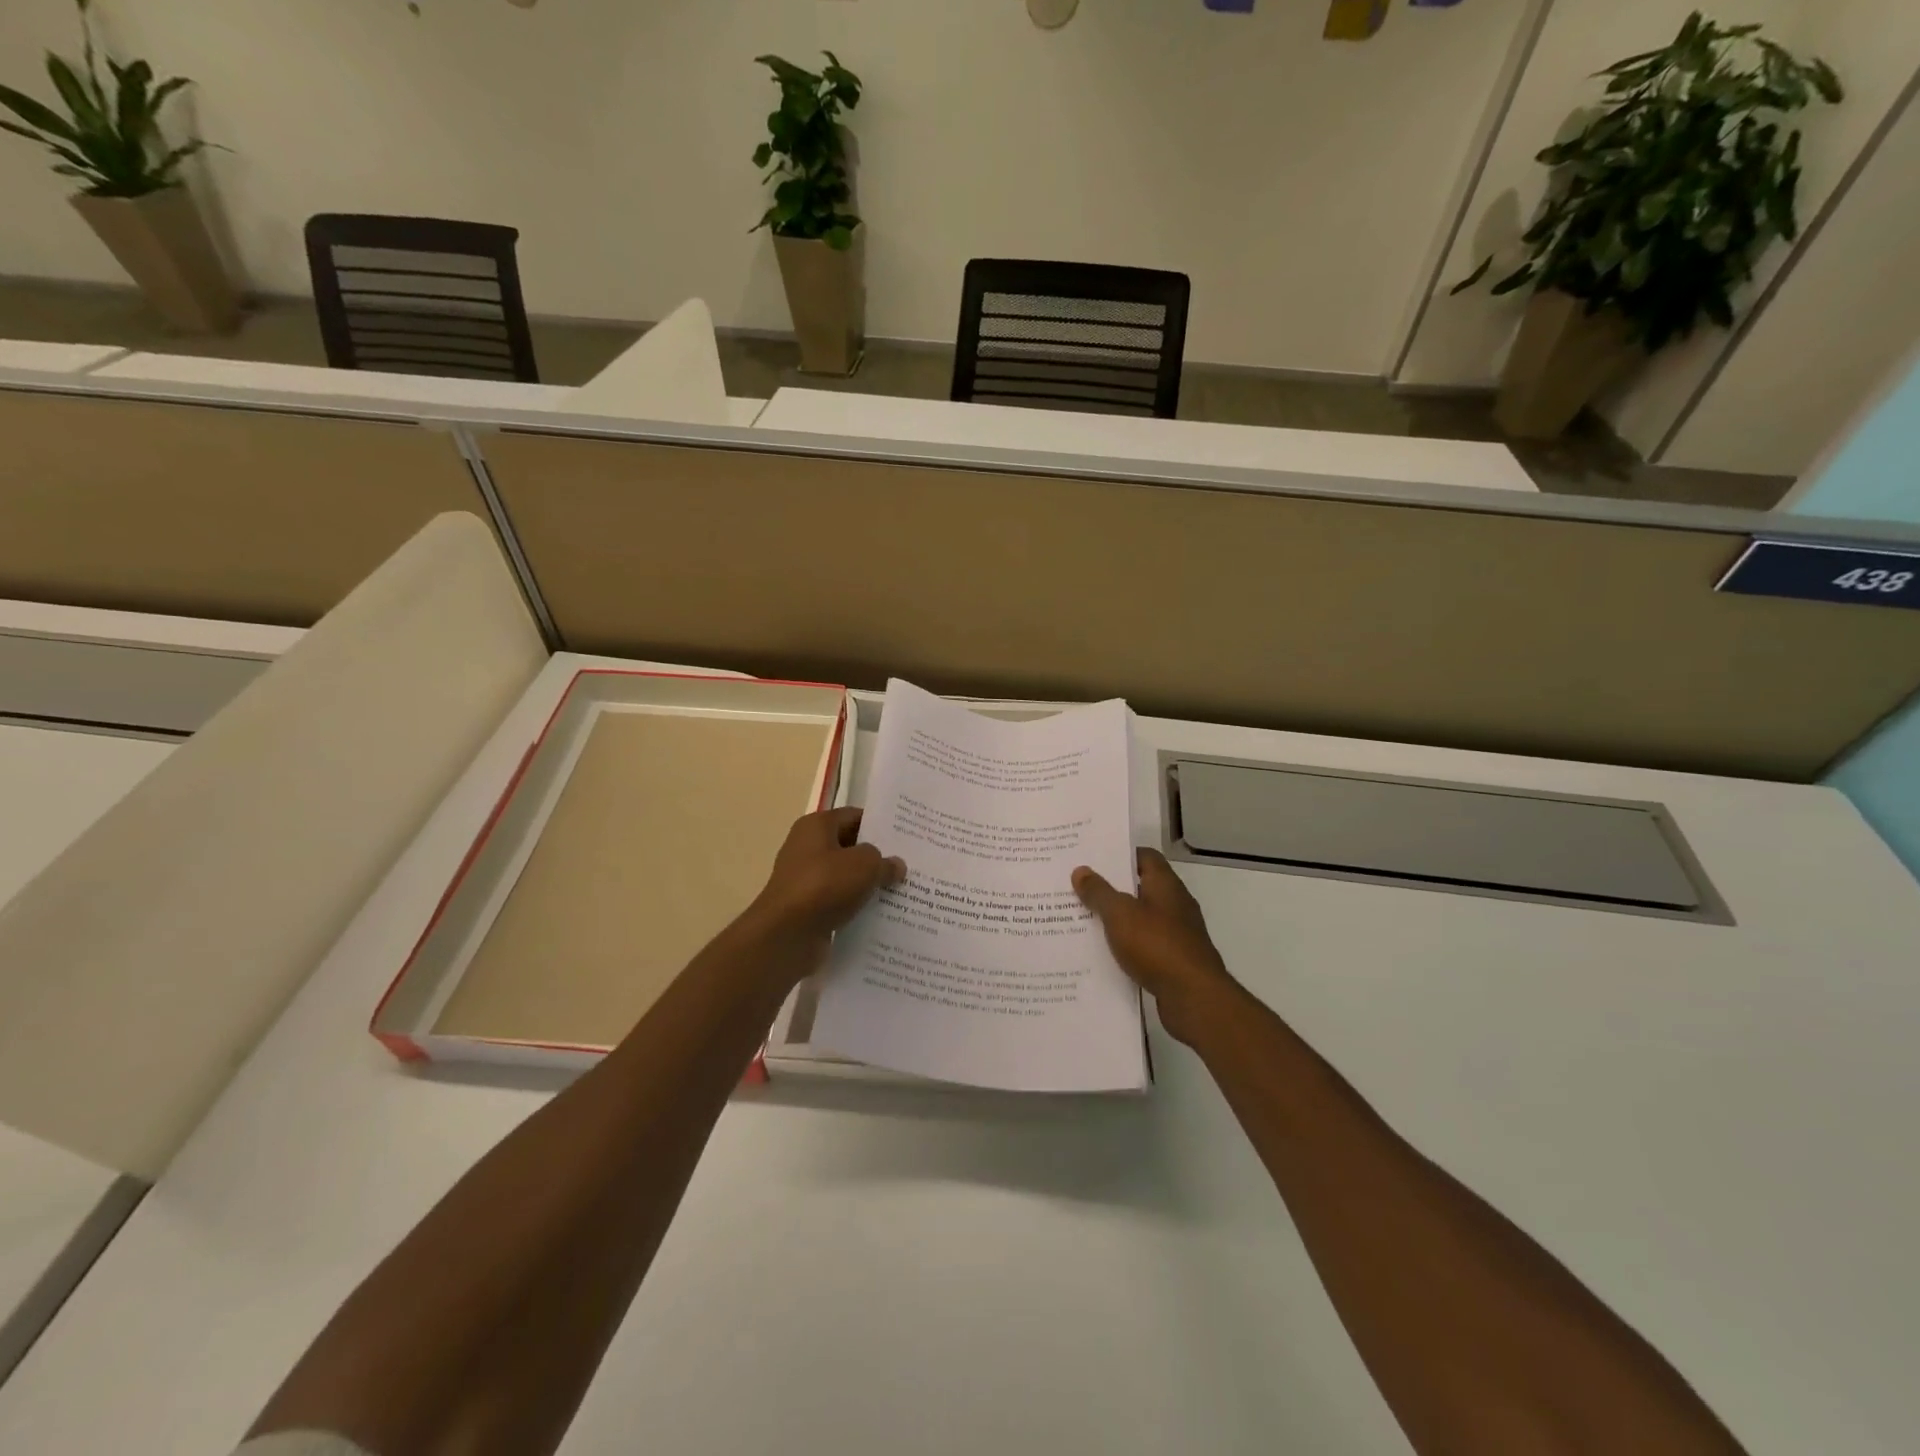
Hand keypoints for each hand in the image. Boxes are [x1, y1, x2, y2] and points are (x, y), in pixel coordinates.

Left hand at [748, 807, 904, 950]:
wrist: (787, 935)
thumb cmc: (824, 885)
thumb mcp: (864, 865)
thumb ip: (883, 861)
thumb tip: (895, 865)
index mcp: (816, 826)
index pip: (854, 817)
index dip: (880, 825)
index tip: (906, 837)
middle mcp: (807, 848)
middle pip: (850, 847)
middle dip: (877, 857)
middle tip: (909, 865)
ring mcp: (805, 879)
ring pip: (846, 877)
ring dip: (868, 885)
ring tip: (901, 891)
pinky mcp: (807, 908)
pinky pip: (839, 901)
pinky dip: (856, 906)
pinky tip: (882, 914)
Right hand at [1073, 849, 1240, 1046]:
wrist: (1194, 997)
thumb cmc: (1156, 945)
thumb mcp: (1119, 914)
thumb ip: (1099, 892)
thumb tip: (1081, 870)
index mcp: (1165, 885)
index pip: (1145, 856)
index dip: (1120, 854)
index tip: (1093, 858)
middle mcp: (1175, 904)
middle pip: (1141, 886)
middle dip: (1112, 887)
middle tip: (1079, 887)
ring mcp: (1178, 934)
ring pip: (1141, 918)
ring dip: (1118, 919)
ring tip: (1084, 918)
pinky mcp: (1175, 960)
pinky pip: (1145, 945)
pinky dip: (1127, 945)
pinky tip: (1104, 952)